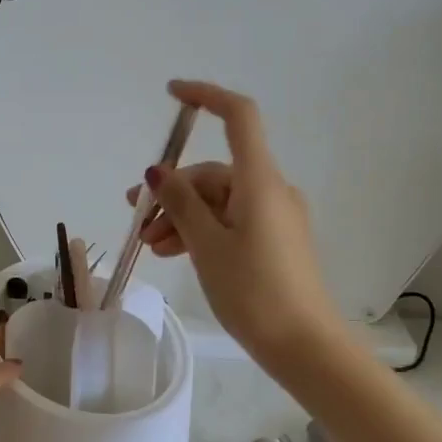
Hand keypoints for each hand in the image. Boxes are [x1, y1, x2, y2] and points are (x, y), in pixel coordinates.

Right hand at [125, 80, 343, 363]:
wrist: (304, 346)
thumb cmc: (253, 290)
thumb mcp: (207, 245)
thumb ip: (180, 203)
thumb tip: (158, 172)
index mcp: (259, 180)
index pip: (238, 116)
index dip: (206, 96)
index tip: (171, 94)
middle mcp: (270, 189)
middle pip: (214, 172)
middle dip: (173, 192)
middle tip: (137, 219)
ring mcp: (275, 216)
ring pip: (218, 201)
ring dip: (182, 217)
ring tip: (151, 245)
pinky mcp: (274, 239)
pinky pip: (231, 220)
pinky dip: (202, 230)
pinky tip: (174, 253)